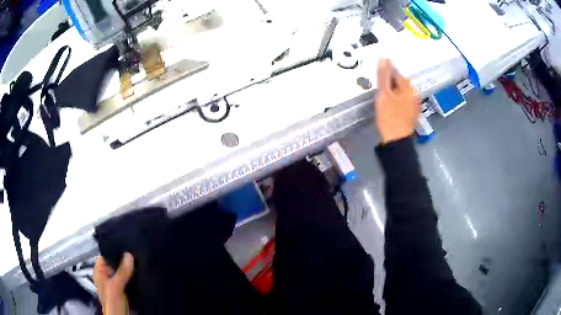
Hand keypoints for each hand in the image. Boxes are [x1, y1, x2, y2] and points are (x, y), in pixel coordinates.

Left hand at [94, 253, 133, 314]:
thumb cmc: (112, 303)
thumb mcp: (116, 286)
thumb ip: (121, 272)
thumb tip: (129, 255)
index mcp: (99, 271)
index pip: (107, 254)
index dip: (116, 251)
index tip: (128, 248)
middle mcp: (106, 274)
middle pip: (116, 263)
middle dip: (125, 260)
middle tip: (137, 255)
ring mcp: (115, 282)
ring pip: (123, 271)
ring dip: (130, 269)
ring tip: (139, 262)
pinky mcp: (123, 289)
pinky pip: (128, 278)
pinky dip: (133, 276)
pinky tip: (140, 273)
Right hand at [375, 59, 420, 143]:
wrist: (397, 140)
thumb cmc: (389, 116)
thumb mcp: (383, 94)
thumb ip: (383, 76)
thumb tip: (384, 58)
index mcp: (407, 86)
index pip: (394, 71)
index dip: (384, 74)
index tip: (376, 79)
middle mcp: (413, 92)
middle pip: (398, 81)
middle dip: (388, 82)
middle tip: (378, 89)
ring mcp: (414, 102)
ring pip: (400, 90)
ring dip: (391, 90)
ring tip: (383, 97)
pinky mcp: (412, 110)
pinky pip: (402, 98)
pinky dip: (395, 98)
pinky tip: (390, 105)